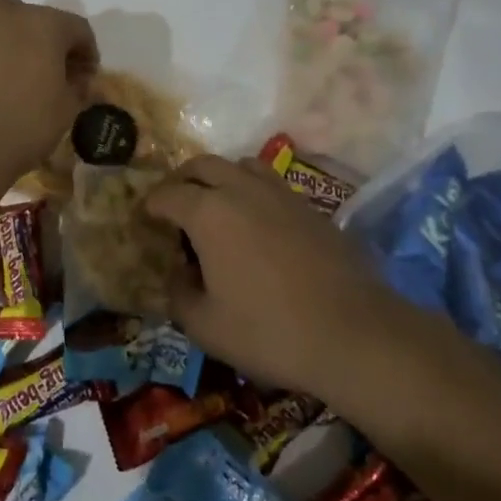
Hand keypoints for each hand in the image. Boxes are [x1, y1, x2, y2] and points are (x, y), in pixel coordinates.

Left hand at [0, 0, 98, 173]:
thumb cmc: (27, 124)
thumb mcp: (67, 109)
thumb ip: (76, 87)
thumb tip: (76, 81)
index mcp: (42, 24)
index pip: (75, 28)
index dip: (85, 52)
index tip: (85, 78)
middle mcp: (3, 17)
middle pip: (22, 8)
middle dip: (33, 27)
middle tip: (38, 59)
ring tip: (2, 68)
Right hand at [146, 155, 400, 393]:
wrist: (355, 334)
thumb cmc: (270, 332)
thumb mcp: (205, 326)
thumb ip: (179, 294)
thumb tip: (178, 273)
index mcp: (208, 212)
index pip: (167, 194)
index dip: (151, 205)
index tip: (145, 219)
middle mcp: (241, 190)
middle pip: (202, 165)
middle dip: (181, 180)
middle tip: (174, 204)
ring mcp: (280, 194)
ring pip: (240, 165)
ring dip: (219, 178)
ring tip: (215, 206)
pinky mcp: (310, 207)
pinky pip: (270, 183)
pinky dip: (251, 191)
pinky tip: (256, 223)